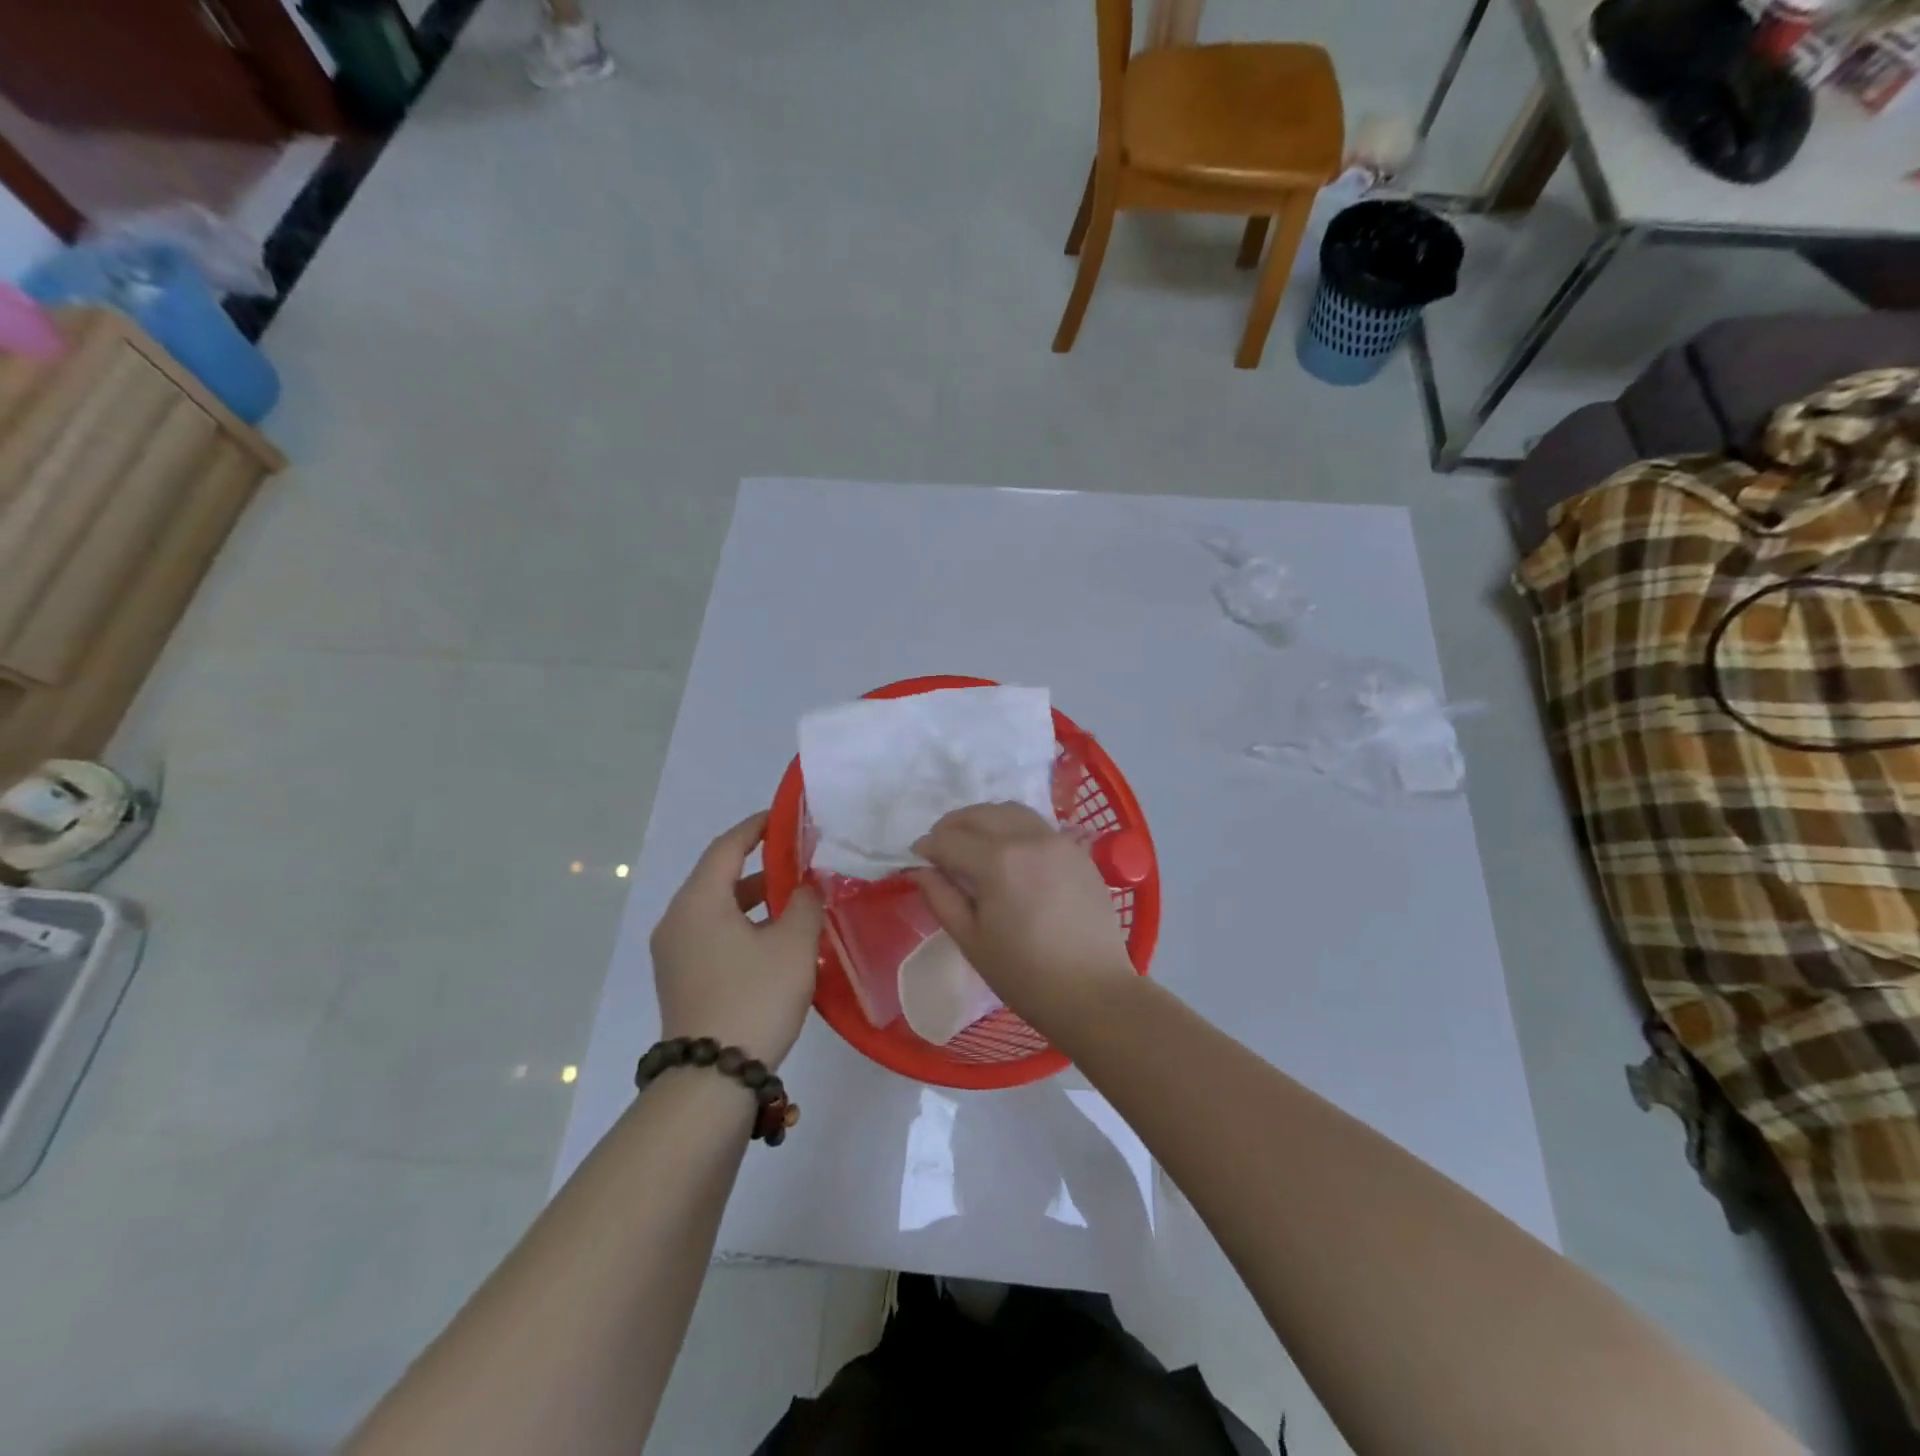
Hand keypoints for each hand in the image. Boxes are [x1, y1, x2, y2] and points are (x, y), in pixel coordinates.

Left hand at [651, 813, 823, 1069]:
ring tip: (797, 900)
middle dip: (762, 865)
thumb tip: (806, 887)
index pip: (727, 846)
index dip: (758, 827)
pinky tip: (776, 940)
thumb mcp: (793, 945)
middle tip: (801, 860)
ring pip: (718, 908)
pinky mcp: (681, 978)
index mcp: (698, 901)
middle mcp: (678, 920)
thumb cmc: (755, 998)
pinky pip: (713, 934)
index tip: (786, 818)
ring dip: (755, 899)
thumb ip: (806, 903)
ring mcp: (675, 952)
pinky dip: (743, 925)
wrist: (712, 1079)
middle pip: (720, 876)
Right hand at [910, 803, 1136, 1041]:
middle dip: (952, 826)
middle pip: (979, 814)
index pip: (949, 839)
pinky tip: (1010, 855)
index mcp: (997, 861)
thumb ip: (941, 898)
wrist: (1093, 992)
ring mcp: (1058, 841)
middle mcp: (1028, 838)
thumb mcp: (971, 941)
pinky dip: (1015, 829)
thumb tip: (920, 870)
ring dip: (985, 820)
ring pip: (1011, 812)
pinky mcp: (1079, 851)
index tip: (915, 859)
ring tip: (974, 845)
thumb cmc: (1025, 975)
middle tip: (940, 849)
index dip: (926, 847)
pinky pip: (1038, 826)